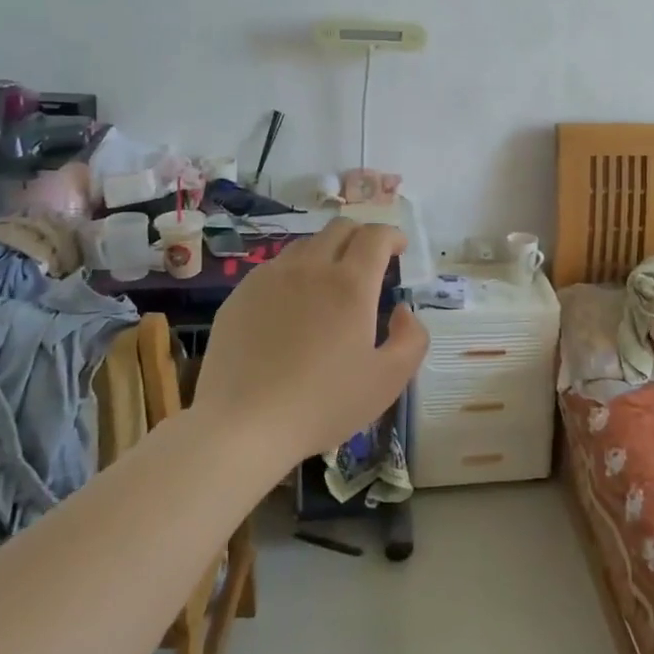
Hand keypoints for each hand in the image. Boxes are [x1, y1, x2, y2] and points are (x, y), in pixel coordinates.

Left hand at [194, 219, 428, 465]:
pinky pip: (275, 268)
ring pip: (305, 245)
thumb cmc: (324, 403)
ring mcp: (270, 278)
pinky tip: (292, 307)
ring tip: (330, 285)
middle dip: (362, 237)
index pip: (375, 236)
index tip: (400, 250)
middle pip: (340, 229)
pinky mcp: (241, 294)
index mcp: (350, 284)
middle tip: (370, 263)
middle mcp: (310, 268)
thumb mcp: (388, 380)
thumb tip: (404, 311)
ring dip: (327, 253)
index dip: (393, 236)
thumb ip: (412, 338)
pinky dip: (295, 274)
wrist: (243, 425)